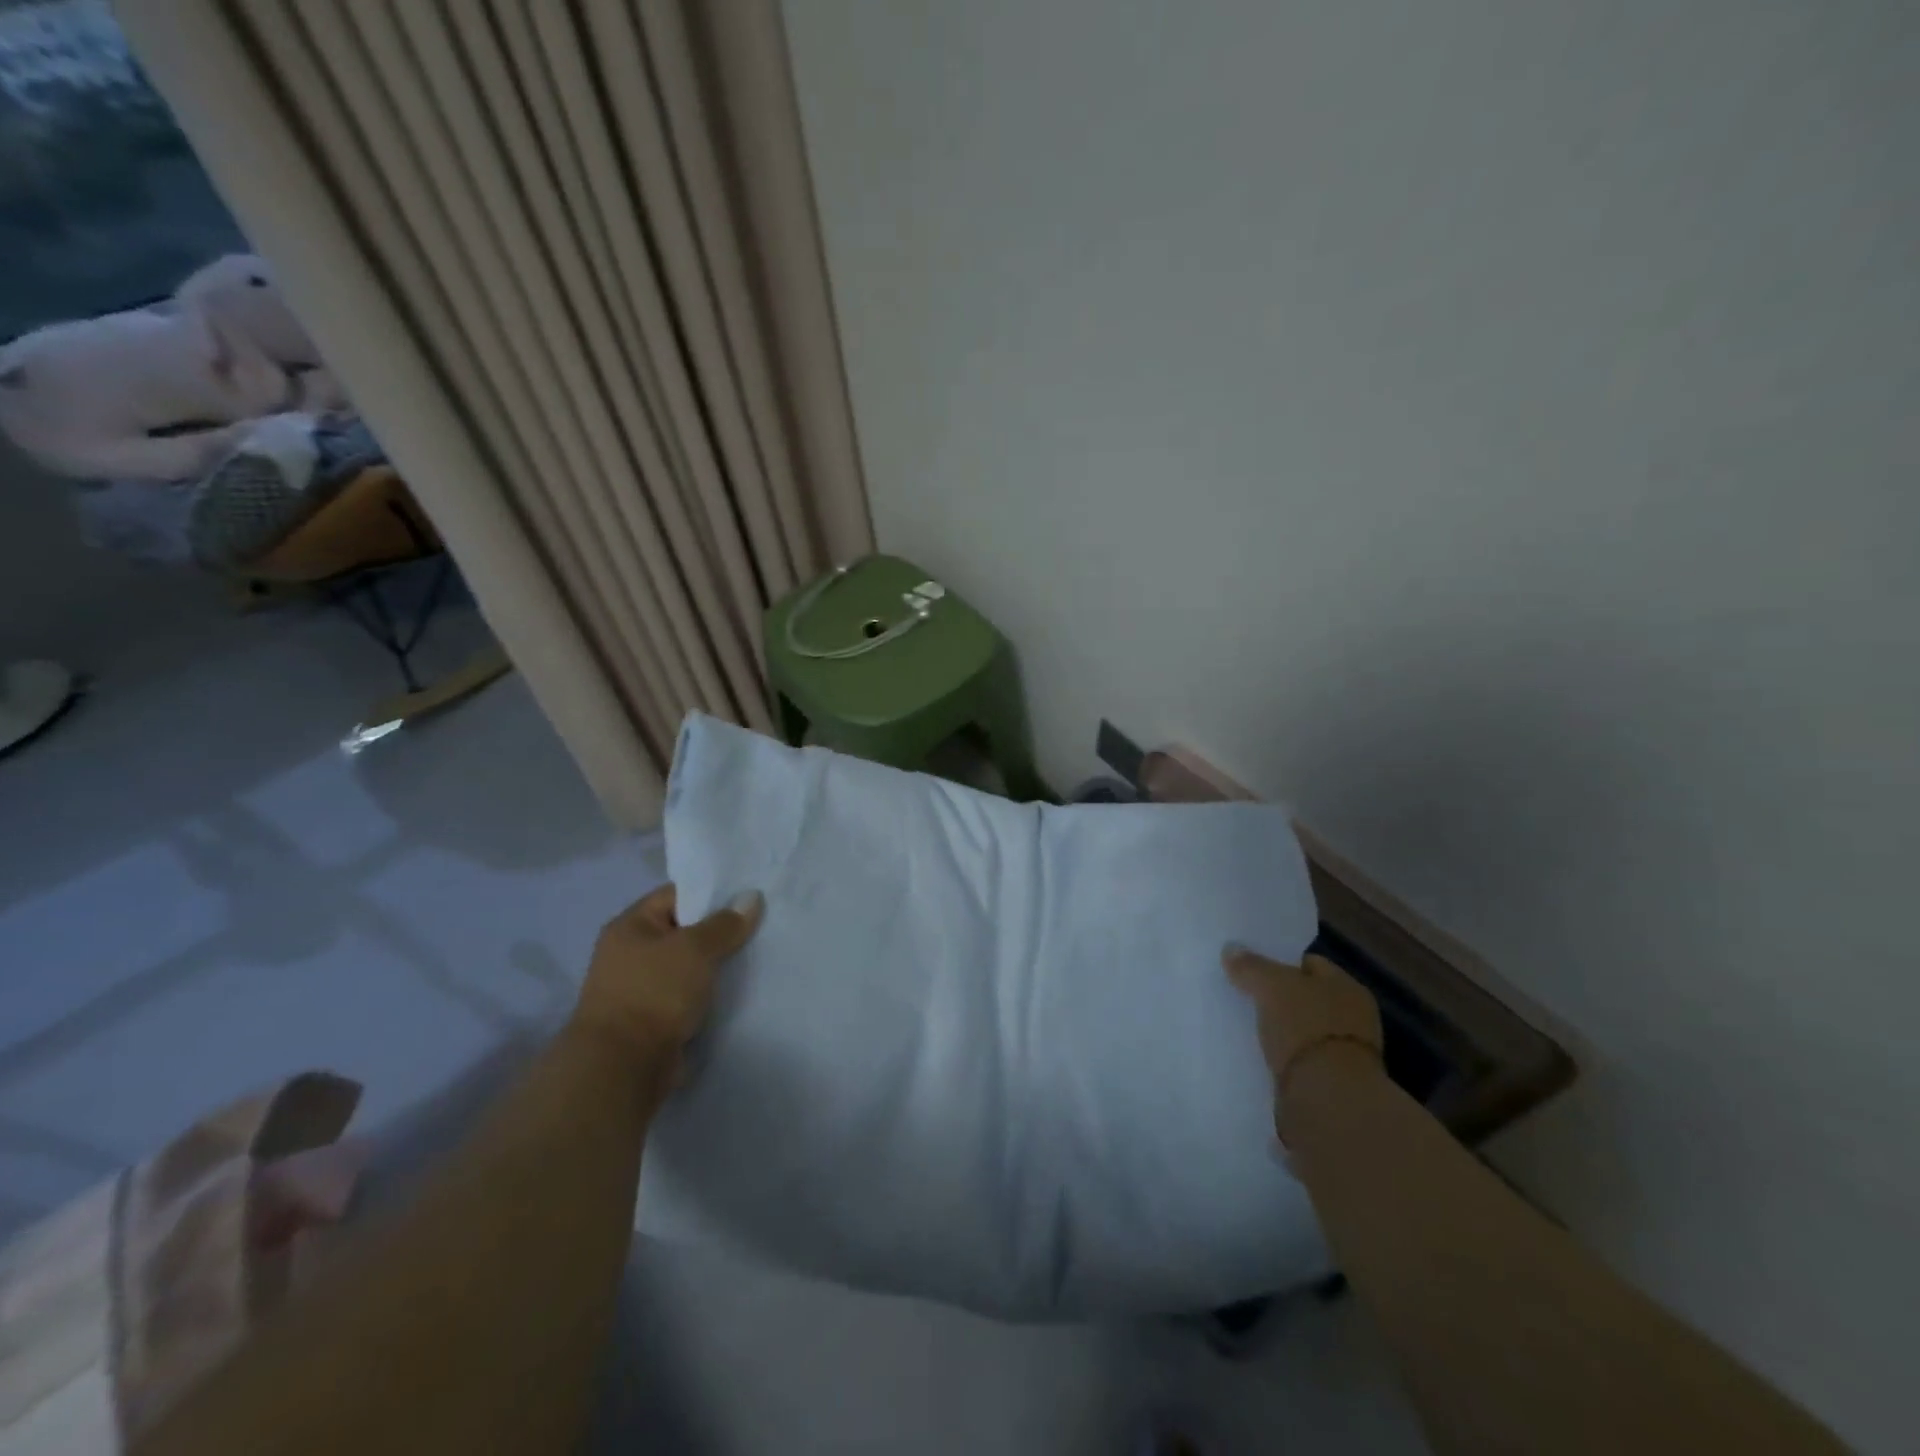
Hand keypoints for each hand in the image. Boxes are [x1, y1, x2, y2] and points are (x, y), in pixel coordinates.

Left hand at [571, 883, 763, 1082]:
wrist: (623, 1067)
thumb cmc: (654, 993)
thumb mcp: (695, 949)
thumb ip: (725, 923)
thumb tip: (752, 897)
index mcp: (630, 926)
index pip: (676, 895)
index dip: (711, 893)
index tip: (748, 897)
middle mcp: (630, 953)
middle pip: (683, 930)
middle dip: (718, 931)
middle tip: (759, 927)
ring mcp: (639, 988)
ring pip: (688, 966)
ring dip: (715, 966)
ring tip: (755, 957)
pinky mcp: (652, 1019)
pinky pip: (687, 995)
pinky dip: (708, 994)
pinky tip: (737, 990)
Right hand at [1224, 946, 1384, 1101]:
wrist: (1327, 1100)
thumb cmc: (1305, 1028)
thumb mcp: (1271, 986)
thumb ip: (1251, 966)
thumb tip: (1231, 948)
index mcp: (1348, 987)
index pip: (1310, 964)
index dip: (1279, 962)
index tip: (1251, 968)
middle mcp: (1354, 1017)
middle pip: (1306, 998)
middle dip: (1278, 998)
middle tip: (1245, 996)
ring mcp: (1346, 1054)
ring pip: (1302, 1030)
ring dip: (1280, 1030)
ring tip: (1247, 1028)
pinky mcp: (1333, 1085)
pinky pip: (1299, 1060)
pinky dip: (1282, 1058)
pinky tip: (1260, 1057)